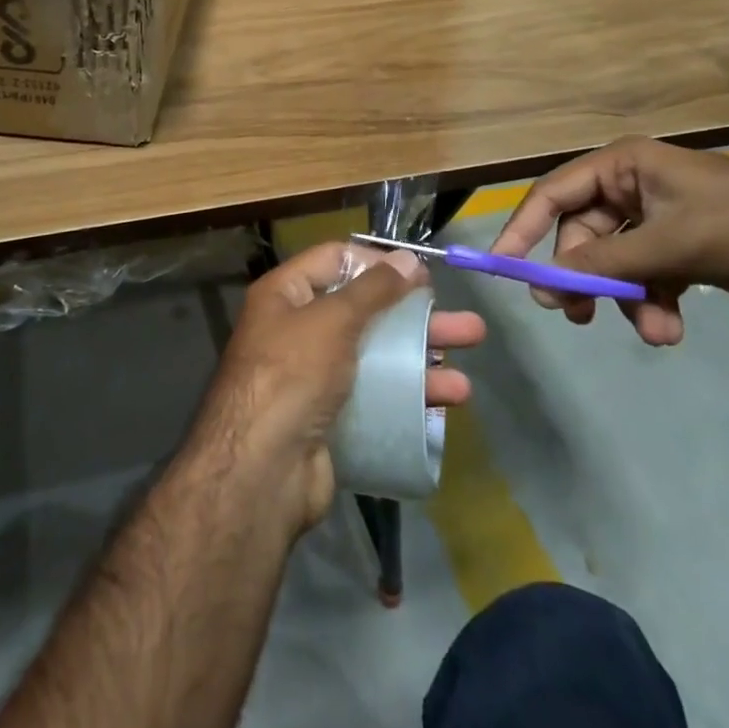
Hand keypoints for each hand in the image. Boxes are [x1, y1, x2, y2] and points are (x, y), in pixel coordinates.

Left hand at [193, 241, 484, 531]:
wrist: (262, 469)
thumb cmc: (292, 374)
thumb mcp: (332, 320)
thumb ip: (373, 289)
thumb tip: (408, 258)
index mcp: (285, 295)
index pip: (335, 260)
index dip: (378, 262)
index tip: (422, 273)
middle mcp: (297, 330)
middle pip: (365, 312)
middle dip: (415, 320)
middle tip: (466, 327)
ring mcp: (314, 377)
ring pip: (376, 358)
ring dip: (421, 365)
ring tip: (465, 382)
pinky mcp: (331, 418)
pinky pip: (376, 397)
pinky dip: (408, 399)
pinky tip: (444, 408)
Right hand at [492, 137, 728, 343]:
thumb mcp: (670, 243)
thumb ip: (605, 261)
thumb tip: (548, 280)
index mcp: (623, 167)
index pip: (553, 193)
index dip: (524, 227)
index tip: (505, 266)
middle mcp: (632, 188)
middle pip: (582, 234)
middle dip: (584, 277)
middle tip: (575, 315)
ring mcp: (657, 220)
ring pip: (614, 262)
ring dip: (624, 298)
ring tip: (652, 331)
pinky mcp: (681, 250)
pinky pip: (645, 277)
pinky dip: (651, 303)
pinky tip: (669, 329)